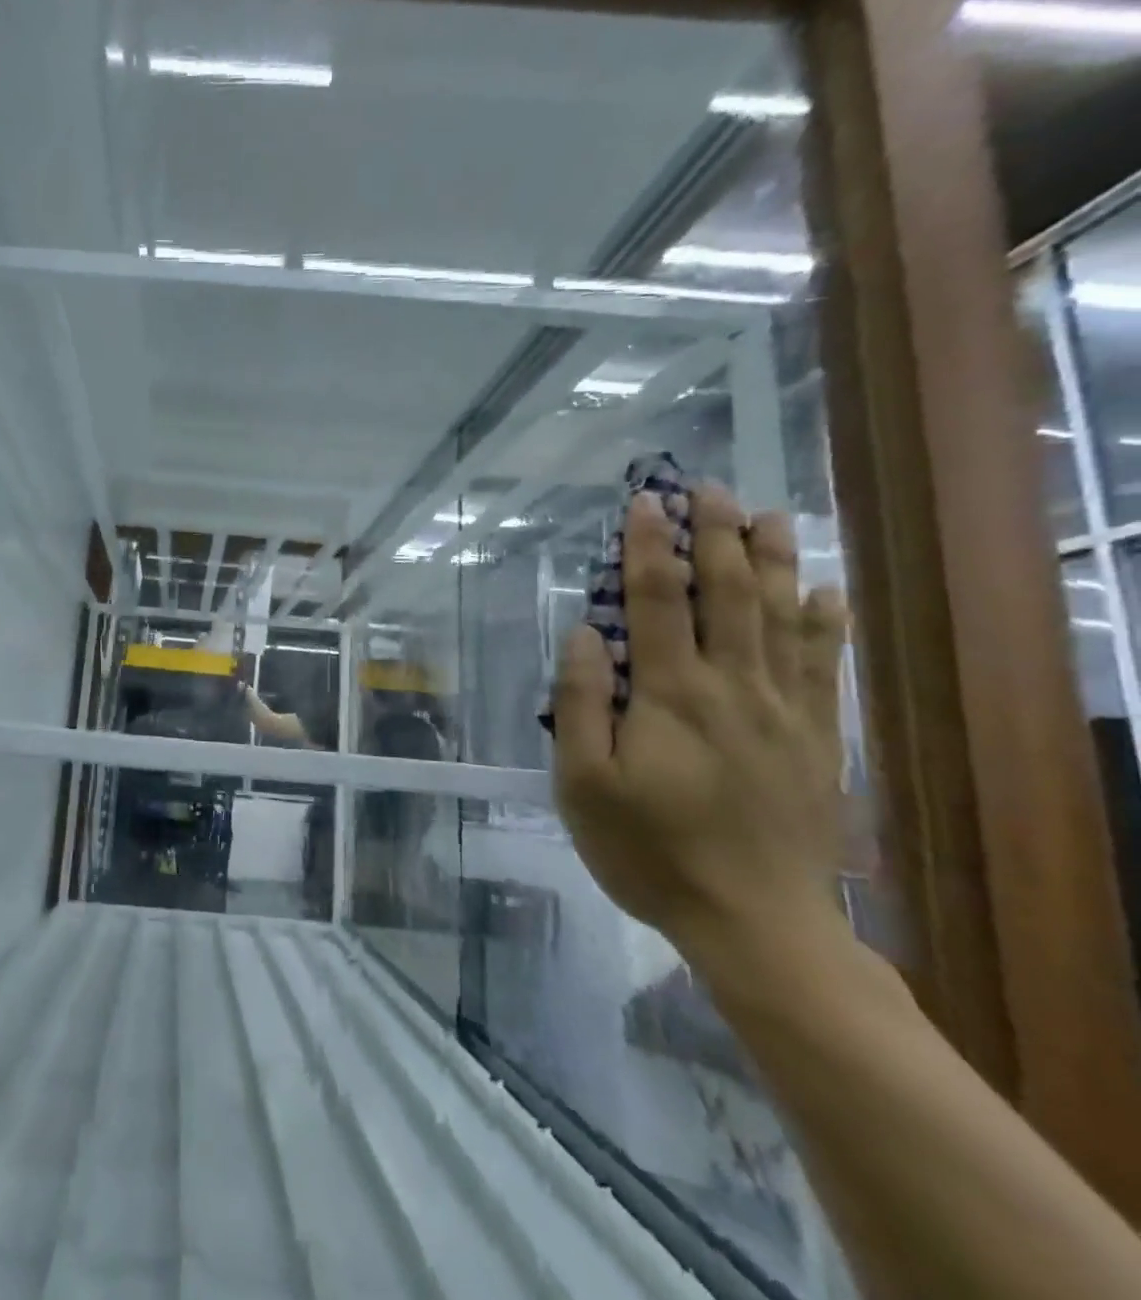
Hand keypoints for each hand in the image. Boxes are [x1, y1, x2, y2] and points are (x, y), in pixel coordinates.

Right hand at [552, 485, 849, 966]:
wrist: (756, 922)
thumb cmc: (650, 851)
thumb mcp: (584, 785)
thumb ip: (582, 705)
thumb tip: (585, 635)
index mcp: (672, 695)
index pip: (658, 601)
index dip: (648, 546)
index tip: (642, 502)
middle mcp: (733, 686)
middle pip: (728, 593)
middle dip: (714, 534)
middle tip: (707, 487)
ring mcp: (783, 709)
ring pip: (782, 616)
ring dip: (772, 560)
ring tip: (767, 514)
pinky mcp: (816, 737)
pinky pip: (825, 663)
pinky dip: (825, 620)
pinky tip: (825, 590)